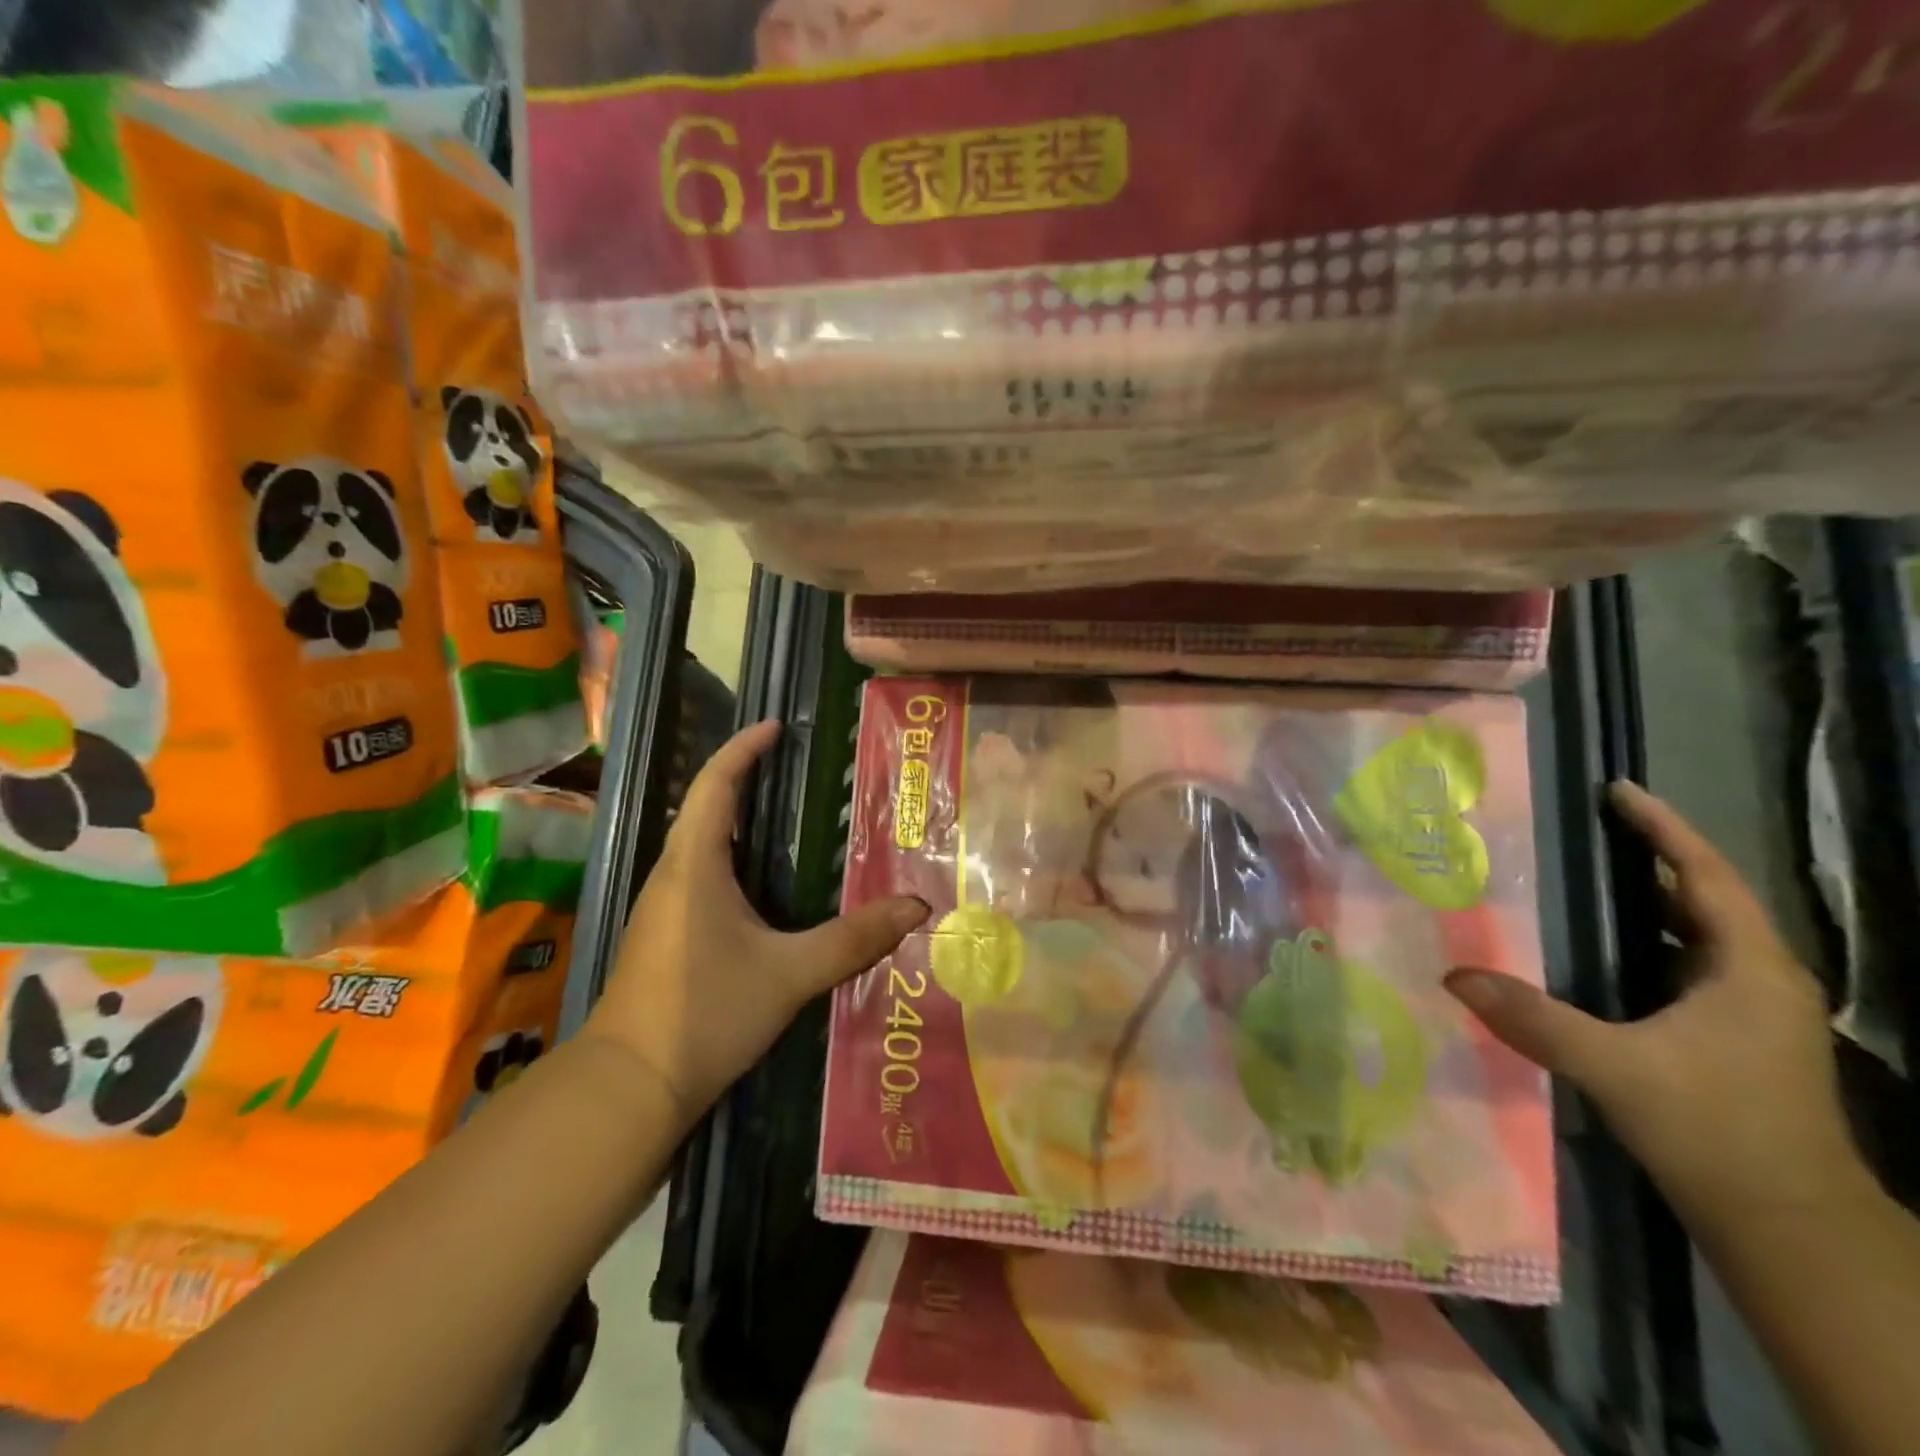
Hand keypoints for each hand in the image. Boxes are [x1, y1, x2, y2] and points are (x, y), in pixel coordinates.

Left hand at [585, 720, 927, 1126]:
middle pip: (705, 808)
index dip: (742, 749)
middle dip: (743, 777)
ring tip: (785, 814)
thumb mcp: (789, 974)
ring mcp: (663, 907)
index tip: (775, 726)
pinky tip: (762, 884)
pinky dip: (731, 857)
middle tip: (792, 766)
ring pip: (700, 843)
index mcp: (695, 866)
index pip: (716, 786)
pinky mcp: (665, 935)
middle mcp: (673, 876)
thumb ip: (853, 940)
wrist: (629, 1087)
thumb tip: (916, 907)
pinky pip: (700, 875)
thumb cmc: (704, 1014)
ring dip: (736, 818)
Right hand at [1446, 781, 1858, 1225]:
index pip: (1706, 876)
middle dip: (1654, 854)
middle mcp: (1761, 979)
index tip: (1618, 790)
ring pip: (1702, 932)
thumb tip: (1454, 974)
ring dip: (1653, 897)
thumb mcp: (1614, 1069)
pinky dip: (1652, 937)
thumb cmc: (1715, 1131)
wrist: (1789, 1225)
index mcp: (1750, 970)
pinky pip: (1692, 962)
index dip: (1664, 828)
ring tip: (1590, 873)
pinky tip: (1607, 947)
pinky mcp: (1737, 1035)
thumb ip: (1533, 1018)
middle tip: (1590, 826)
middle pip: (1708, 896)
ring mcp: (1754, 1010)